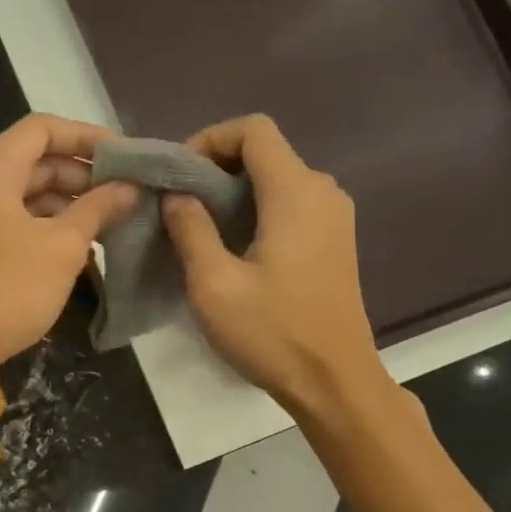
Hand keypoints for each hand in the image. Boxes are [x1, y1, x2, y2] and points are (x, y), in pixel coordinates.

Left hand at [0, 114, 137, 383]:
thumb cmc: (9, 288)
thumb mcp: (63, 246)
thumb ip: (98, 209)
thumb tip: (129, 188)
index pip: (42, 129)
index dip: (86, 137)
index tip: (125, 156)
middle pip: (32, 161)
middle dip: (80, 175)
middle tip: (123, 193)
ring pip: (21, 195)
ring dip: (64, 204)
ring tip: (107, 223)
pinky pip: (9, 222)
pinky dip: (42, 227)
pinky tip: (74, 248)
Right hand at [161, 115, 392, 418]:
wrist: (334, 381)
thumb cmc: (272, 333)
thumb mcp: (214, 284)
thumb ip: (191, 230)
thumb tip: (176, 195)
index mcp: (296, 192)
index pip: (253, 130)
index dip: (209, 139)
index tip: (177, 176)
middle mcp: (322, 192)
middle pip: (266, 152)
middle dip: (216, 168)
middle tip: (178, 205)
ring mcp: (334, 217)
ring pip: (277, 180)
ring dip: (234, 193)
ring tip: (198, 228)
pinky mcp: (334, 241)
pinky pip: (291, 205)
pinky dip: (256, 211)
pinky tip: (232, 248)